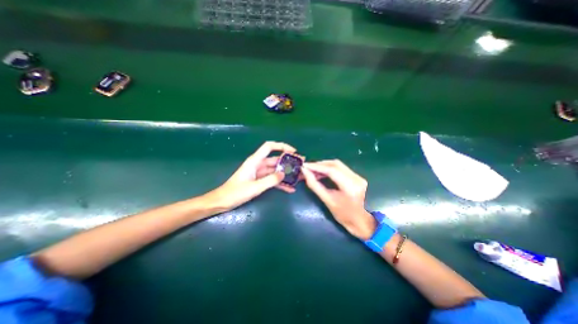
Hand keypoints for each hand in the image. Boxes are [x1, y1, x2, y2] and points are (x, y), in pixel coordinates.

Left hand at [204, 140, 294, 211]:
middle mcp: (258, 164)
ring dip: (286, 173)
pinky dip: (280, 183)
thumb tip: (283, 174)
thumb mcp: (254, 187)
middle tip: (301, 165)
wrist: (223, 202)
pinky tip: (290, 188)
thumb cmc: (235, 193)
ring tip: (299, 176)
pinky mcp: (260, 181)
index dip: (281, 146)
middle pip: (276, 159)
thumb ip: (270, 180)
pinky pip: (273, 179)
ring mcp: (260, 173)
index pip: (269, 147)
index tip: (293, 151)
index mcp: (255, 161)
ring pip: (276, 170)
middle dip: (288, 162)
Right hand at [300, 160, 376, 239]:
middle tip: (307, 168)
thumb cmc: (343, 215)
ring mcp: (358, 176)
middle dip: (319, 164)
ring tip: (313, 171)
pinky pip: (341, 168)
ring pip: (338, 164)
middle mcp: (356, 178)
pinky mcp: (357, 176)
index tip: (305, 166)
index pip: (331, 170)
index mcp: (350, 187)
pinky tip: (321, 173)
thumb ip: (314, 185)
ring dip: (324, 166)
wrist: (360, 221)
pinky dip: (329, 168)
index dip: (316, 166)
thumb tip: (304, 172)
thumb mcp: (327, 200)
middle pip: (335, 164)